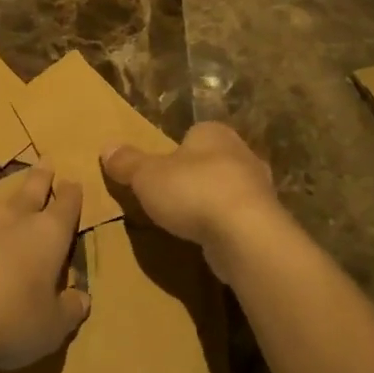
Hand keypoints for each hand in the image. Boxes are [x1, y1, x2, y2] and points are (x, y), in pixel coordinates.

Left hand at [0, 157, 87, 372]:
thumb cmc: (10, 324)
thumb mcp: (53, 327)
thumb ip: (70, 310)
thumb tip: (82, 298)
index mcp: (46, 237)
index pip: (66, 209)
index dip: (72, 196)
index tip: (74, 184)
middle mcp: (9, 218)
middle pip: (29, 190)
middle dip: (40, 176)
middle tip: (44, 161)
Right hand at [102, 122, 283, 277]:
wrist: (246, 234)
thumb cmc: (193, 191)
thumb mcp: (147, 176)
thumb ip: (127, 162)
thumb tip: (107, 148)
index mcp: (214, 133)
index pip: (195, 133)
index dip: (177, 149)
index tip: (161, 169)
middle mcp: (242, 153)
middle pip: (213, 160)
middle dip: (196, 175)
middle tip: (172, 194)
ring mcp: (259, 188)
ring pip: (229, 189)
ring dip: (212, 202)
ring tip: (189, 221)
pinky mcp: (266, 220)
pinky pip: (239, 218)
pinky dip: (225, 226)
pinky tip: (210, 239)